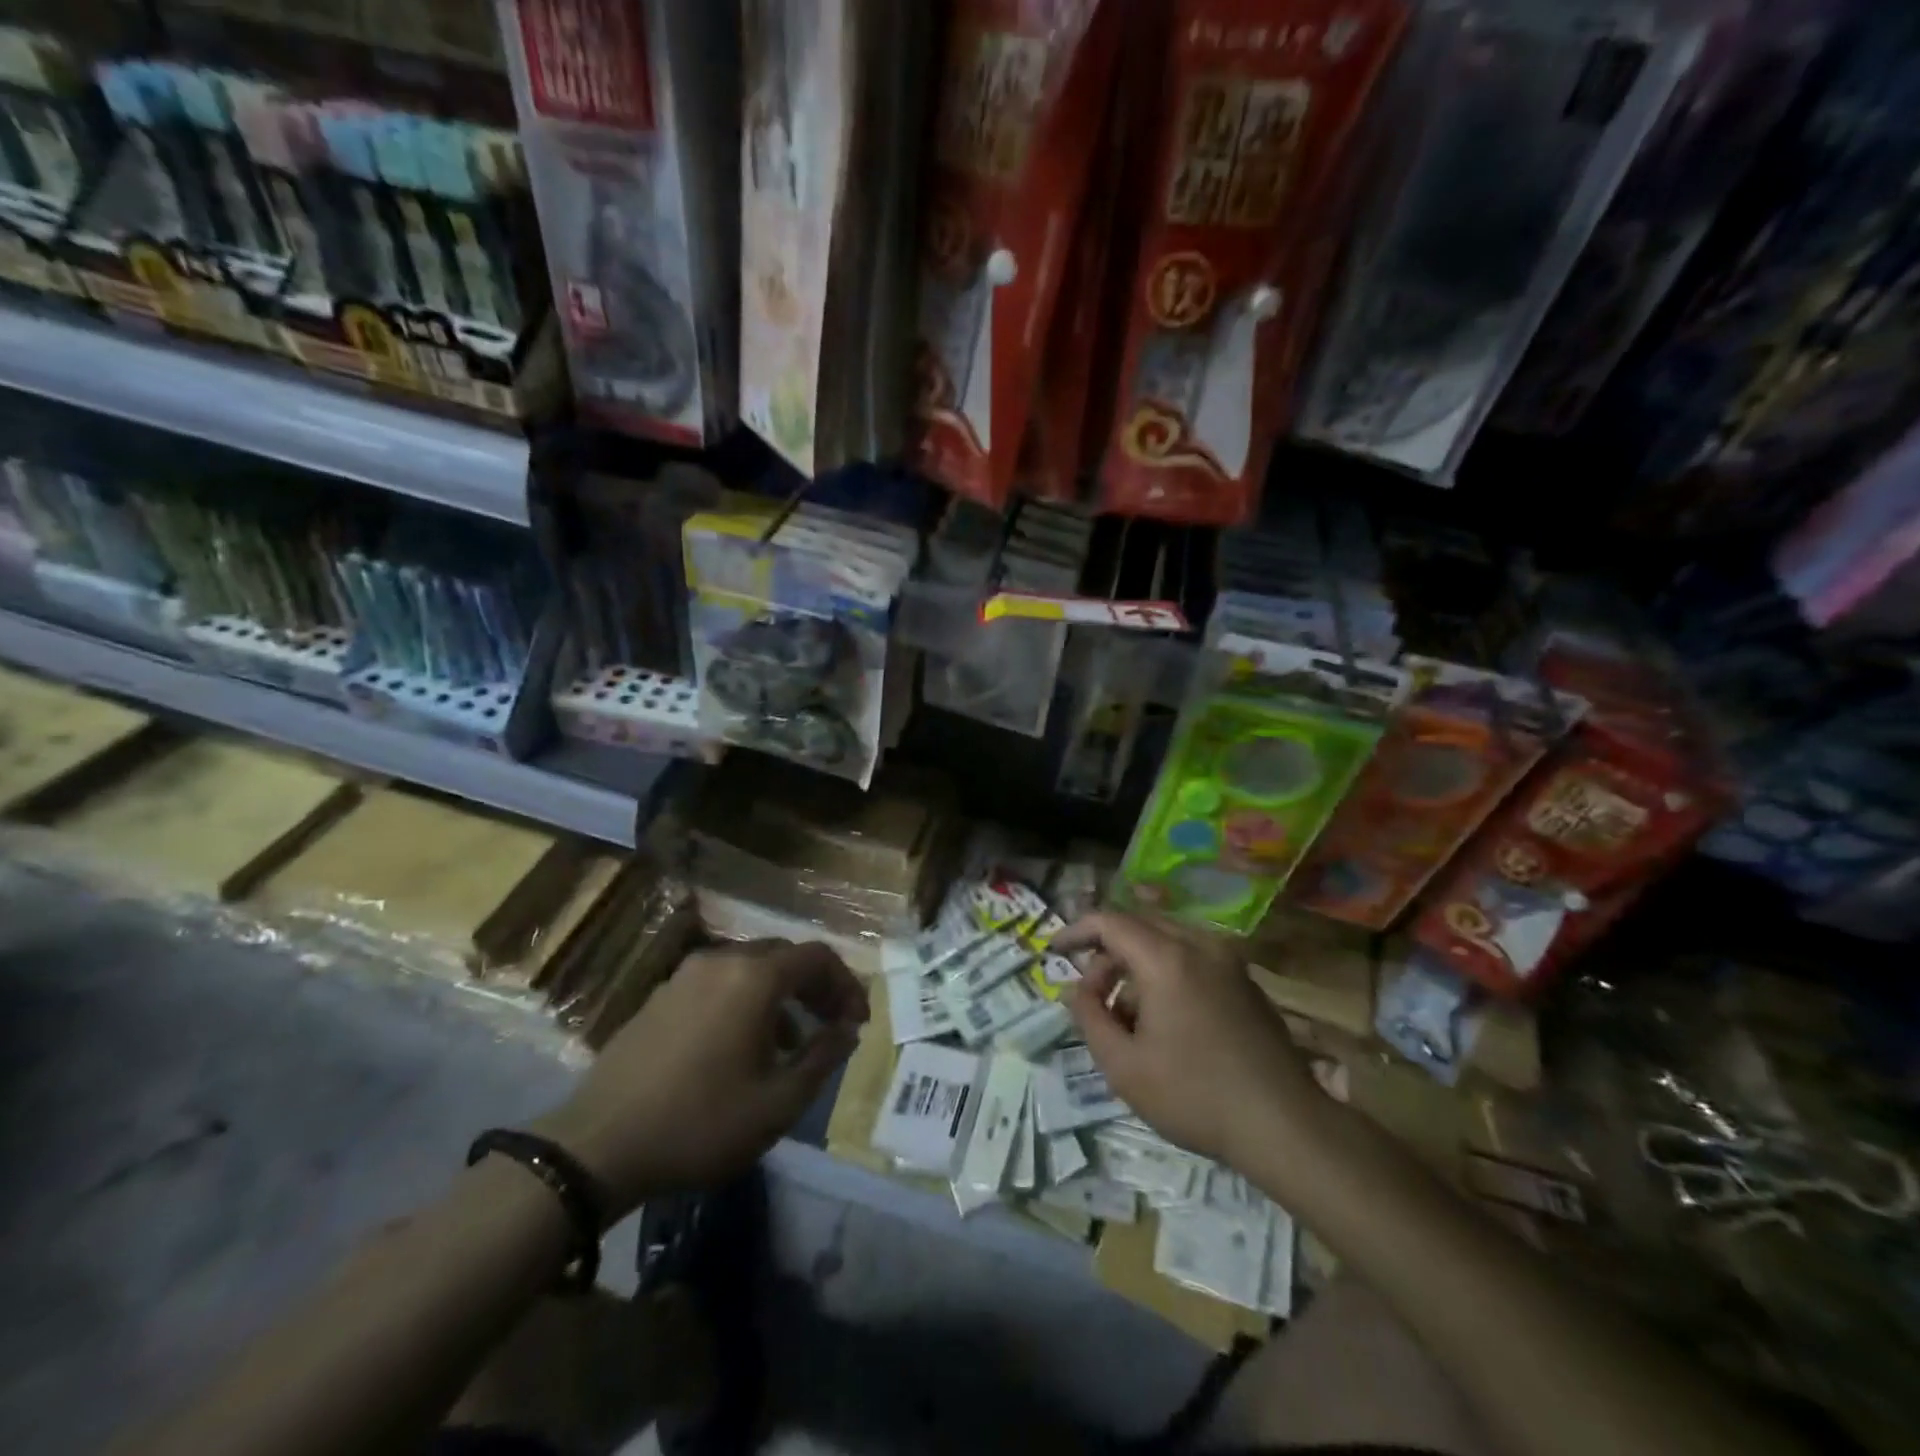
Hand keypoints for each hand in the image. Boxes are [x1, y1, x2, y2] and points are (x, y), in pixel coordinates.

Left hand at [538, 940, 868, 1214]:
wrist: (597, 1146)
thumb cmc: (700, 1122)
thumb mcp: (778, 1102)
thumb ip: (823, 1057)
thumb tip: (847, 1030)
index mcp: (755, 977)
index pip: (818, 957)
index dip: (846, 985)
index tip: (857, 1021)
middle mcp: (722, 961)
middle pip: (784, 956)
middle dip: (815, 986)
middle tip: (831, 1024)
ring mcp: (685, 976)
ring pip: (750, 969)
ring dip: (780, 995)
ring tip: (791, 1043)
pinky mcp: (660, 996)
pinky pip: (719, 983)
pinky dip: (745, 1001)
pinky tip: (742, 1048)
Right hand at [1056, 911, 1321, 1167]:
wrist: (1285, 1125)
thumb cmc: (1195, 1095)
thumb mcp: (1123, 1066)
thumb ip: (1089, 1017)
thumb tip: (1078, 989)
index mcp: (1167, 958)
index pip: (1109, 922)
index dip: (1075, 931)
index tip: (1053, 951)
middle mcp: (1199, 945)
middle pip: (1138, 925)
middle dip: (1106, 952)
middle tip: (1090, 993)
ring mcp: (1228, 961)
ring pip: (1166, 940)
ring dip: (1136, 964)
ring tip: (1125, 1014)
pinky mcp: (1245, 981)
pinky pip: (1192, 958)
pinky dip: (1165, 972)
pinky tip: (1164, 1018)